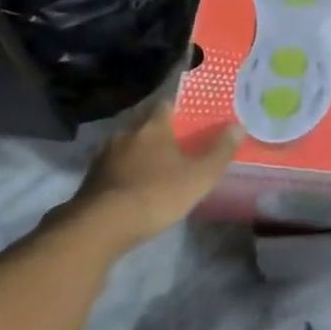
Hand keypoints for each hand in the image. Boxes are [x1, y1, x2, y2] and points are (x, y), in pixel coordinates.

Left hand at [45, 100, 241, 254]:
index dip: (178, 107)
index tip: (189, 115)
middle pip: (144, 122)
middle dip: (158, 129)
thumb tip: (239, 125)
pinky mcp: (92, 176)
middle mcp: (127, 133)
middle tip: (175, 141)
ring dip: (139, 149)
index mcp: (153, 127)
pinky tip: (132, 182)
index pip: (166, 104)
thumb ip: (220, 151)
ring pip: (127, 143)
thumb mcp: (200, 176)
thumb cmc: (157, 194)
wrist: (102, 224)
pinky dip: (124, 168)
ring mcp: (105, 154)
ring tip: (154, 163)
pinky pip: (113, 164)